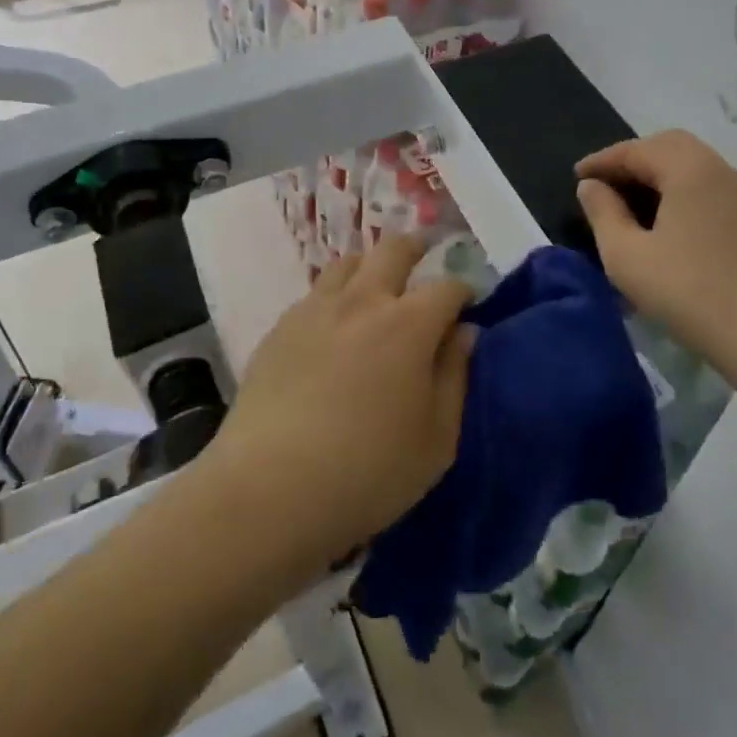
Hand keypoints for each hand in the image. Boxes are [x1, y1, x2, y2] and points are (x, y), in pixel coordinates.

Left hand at [206, 236, 474, 569]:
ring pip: (348, 263)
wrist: (270, 489)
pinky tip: (333, 327)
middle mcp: (363, 301)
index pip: (447, 287)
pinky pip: (315, 294)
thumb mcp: (436, 439)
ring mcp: (316, 309)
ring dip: (370, 266)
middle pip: (393, 249)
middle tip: (423, 257)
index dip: (463, 292)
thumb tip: (464, 332)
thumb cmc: (369, 471)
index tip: (466, 306)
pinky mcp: (280, 328)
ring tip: (375, 288)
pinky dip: (335, 297)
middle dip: (416, 248)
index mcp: (409, 324)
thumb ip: (455, 376)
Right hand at [576, 130, 736, 375]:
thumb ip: (603, 213)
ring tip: (630, 202)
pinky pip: (707, 186)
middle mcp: (718, 169)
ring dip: (657, 173)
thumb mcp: (627, 256)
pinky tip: (665, 221)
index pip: (635, 150)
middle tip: (605, 182)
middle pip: (667, 146)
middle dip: (632, 159)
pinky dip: (679, 189)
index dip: (602, 161)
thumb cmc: (689, 293)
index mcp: (688, 169)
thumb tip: (591, 186)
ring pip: (691, 165)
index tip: (576, 176)